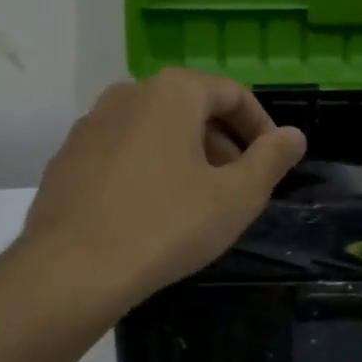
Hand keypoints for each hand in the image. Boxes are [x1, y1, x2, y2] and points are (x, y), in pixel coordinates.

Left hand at [21, 69, 306, 307]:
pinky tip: (149, 211)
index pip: (232, 94)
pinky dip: (146, 168)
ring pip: (153, 129)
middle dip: (222, 142)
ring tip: (196, 201)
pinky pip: (121, 151)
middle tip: (237, 186)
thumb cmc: (166, 225)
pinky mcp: (67, 156)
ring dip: (184, 155)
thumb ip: (271, 160)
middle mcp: (128, 93)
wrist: (71, 269)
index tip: (273, 162)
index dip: (260, 127)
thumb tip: (294, 135)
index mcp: (172, 92)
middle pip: (190, 108)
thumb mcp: (235, 197)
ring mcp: (90, 124)